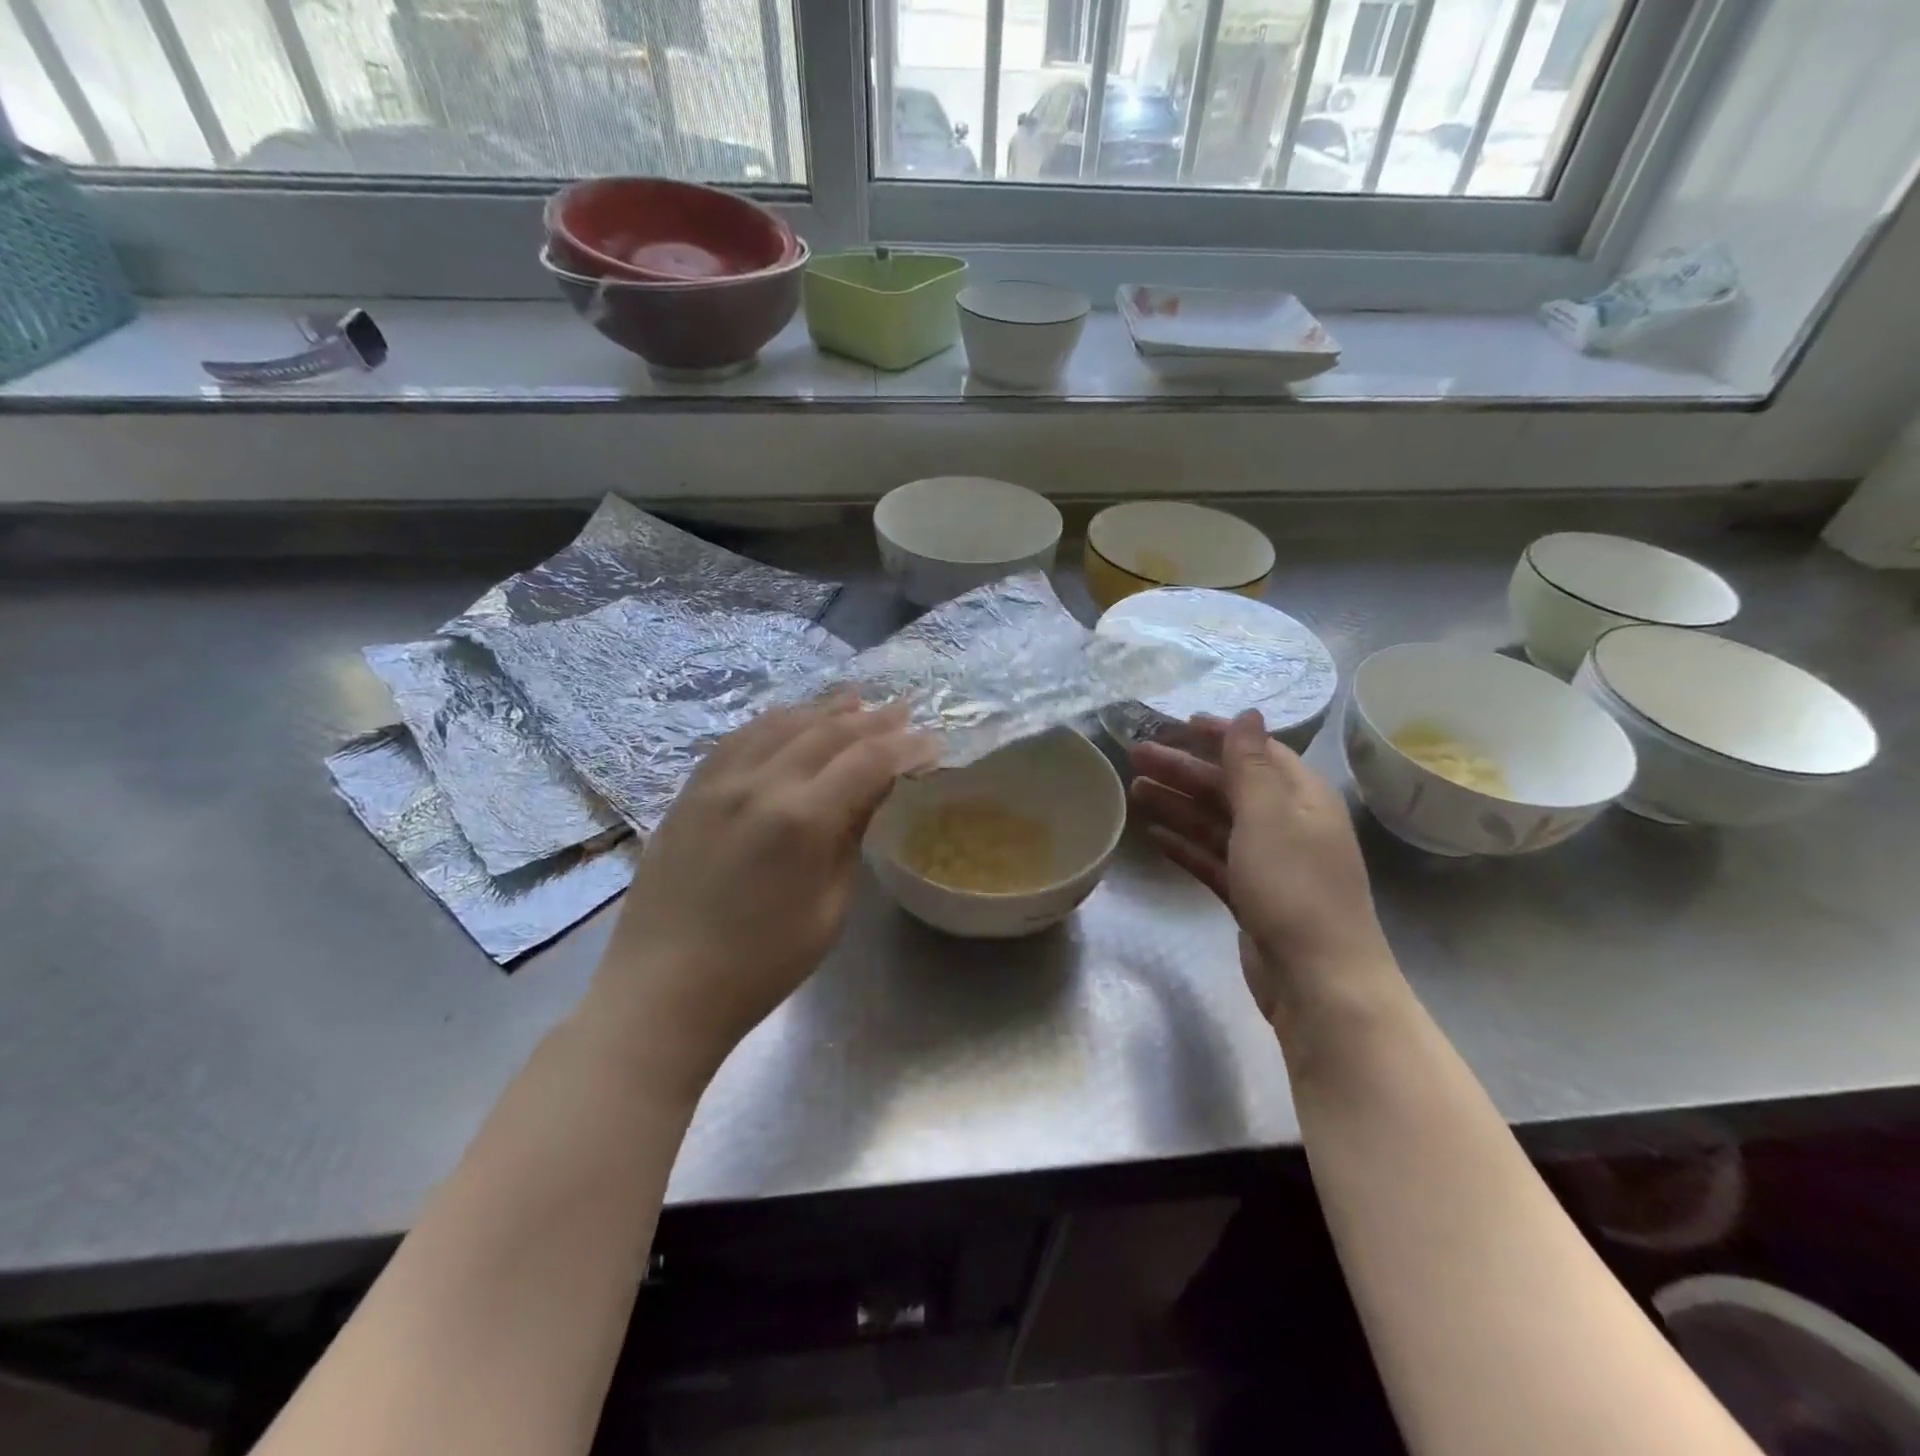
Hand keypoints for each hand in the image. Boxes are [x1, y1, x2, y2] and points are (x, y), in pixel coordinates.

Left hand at [587, 694, 936, 1092]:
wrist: (664, 989)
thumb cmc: (763, 964)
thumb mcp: (830, 907)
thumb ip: (852, 835)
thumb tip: (875, 787)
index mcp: (802, 819)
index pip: (869, 761)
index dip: (906, 747)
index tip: (932, 743)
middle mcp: (760, 784)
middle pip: (828, 731)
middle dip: (872, 719)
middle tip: (903, 710)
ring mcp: (718, 781)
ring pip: (781, 723)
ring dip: (824, 709)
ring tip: (855, 700)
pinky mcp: (691, 790)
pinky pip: (739, 738)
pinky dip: (775, 721)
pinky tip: (791, 719)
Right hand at [1129, 711, 1391, 1017]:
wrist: (1318, 981)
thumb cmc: (1294, 887)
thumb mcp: (1269, 815)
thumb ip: (1250, 764)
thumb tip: (1249, 713)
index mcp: (1302, 798)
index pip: (1258, 752)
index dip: (1219, 736)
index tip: (1177, 724)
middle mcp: (1288, 825)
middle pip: (1229, 786)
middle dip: (1184, 769)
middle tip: (1136, 755)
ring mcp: (1269, 865)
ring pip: (1217, 822)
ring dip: (1178, 804)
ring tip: (1135, 790)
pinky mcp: (1252, 898)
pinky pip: (1213, 860)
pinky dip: (1186, 846)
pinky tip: (1156, 837)